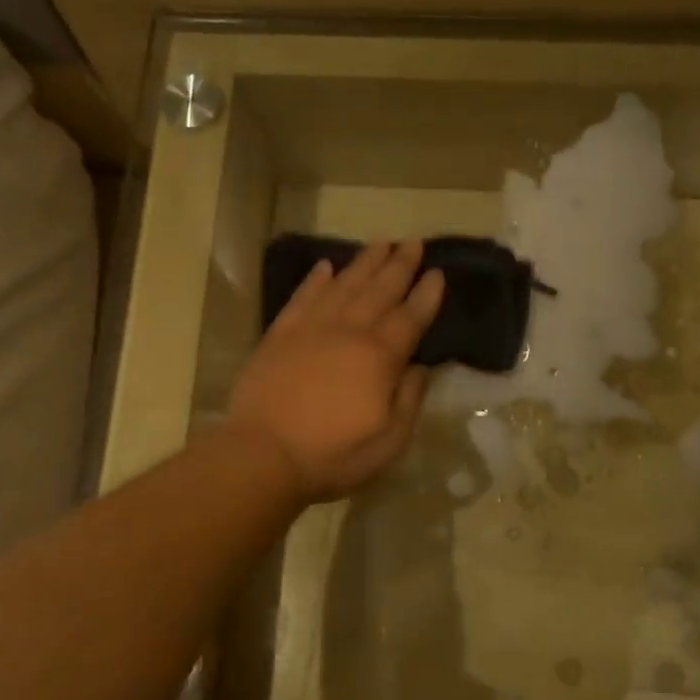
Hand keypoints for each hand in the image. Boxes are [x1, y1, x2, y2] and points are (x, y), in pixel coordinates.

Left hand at [225, 240, 445, 504]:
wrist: (262, 455)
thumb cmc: (331, 456)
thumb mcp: (388, 443)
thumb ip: (408, 401)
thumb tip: (418, 367)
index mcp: (378, 358)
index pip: (410, 318)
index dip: (426, 295)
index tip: (437, 273)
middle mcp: (347, 332)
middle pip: (379, 291)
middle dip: (400, 265)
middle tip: (413, 242)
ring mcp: (310, 329)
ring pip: (343, 285)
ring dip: (364, 263)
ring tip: (381, 243)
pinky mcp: (279, 335)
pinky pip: (302, 297)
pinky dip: (316, 280)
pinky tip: (326, 267)